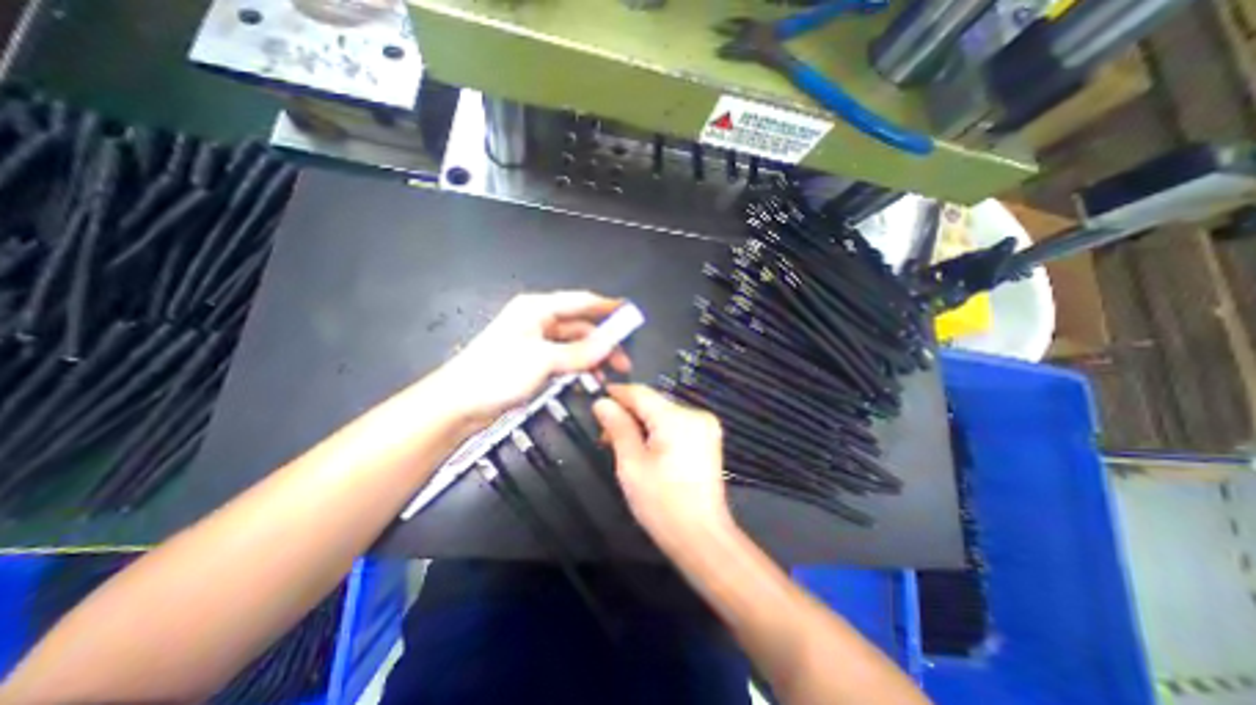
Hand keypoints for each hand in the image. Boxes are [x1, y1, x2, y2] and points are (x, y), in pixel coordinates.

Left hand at [433, 289, 631, 424]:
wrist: (458, 404)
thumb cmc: (495, 374)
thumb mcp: (542, 360)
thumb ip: (580, 352)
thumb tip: (610, 344)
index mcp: (537, 309)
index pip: (581, 301)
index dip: (607, 307)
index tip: (630, 314)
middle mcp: (539, 320)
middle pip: (581, 325)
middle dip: (604, 340)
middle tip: (623, 359)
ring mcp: (537, 342)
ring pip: (575, 344)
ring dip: (593, 356)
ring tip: (610, 373)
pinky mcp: (535, 361)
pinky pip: (565, 358)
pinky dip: (580, 366)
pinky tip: (590, 378)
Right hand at [594, 386, 730, 549]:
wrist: (701, 537)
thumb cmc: (662, 503)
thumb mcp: (631, 464)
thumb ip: (617, 428)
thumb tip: (602, 403)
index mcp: (677, 418)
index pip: (641, 393)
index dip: (617, 394)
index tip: (597, 399)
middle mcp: (695, 414)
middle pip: (653, 403)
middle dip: (628, 413)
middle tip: (605, 434)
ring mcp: (705, 426)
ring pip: (663, 413)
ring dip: (641, 423)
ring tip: (621, 443)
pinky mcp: (708, 438)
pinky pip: (675, 424)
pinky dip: (657, 431)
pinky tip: (644, 447)